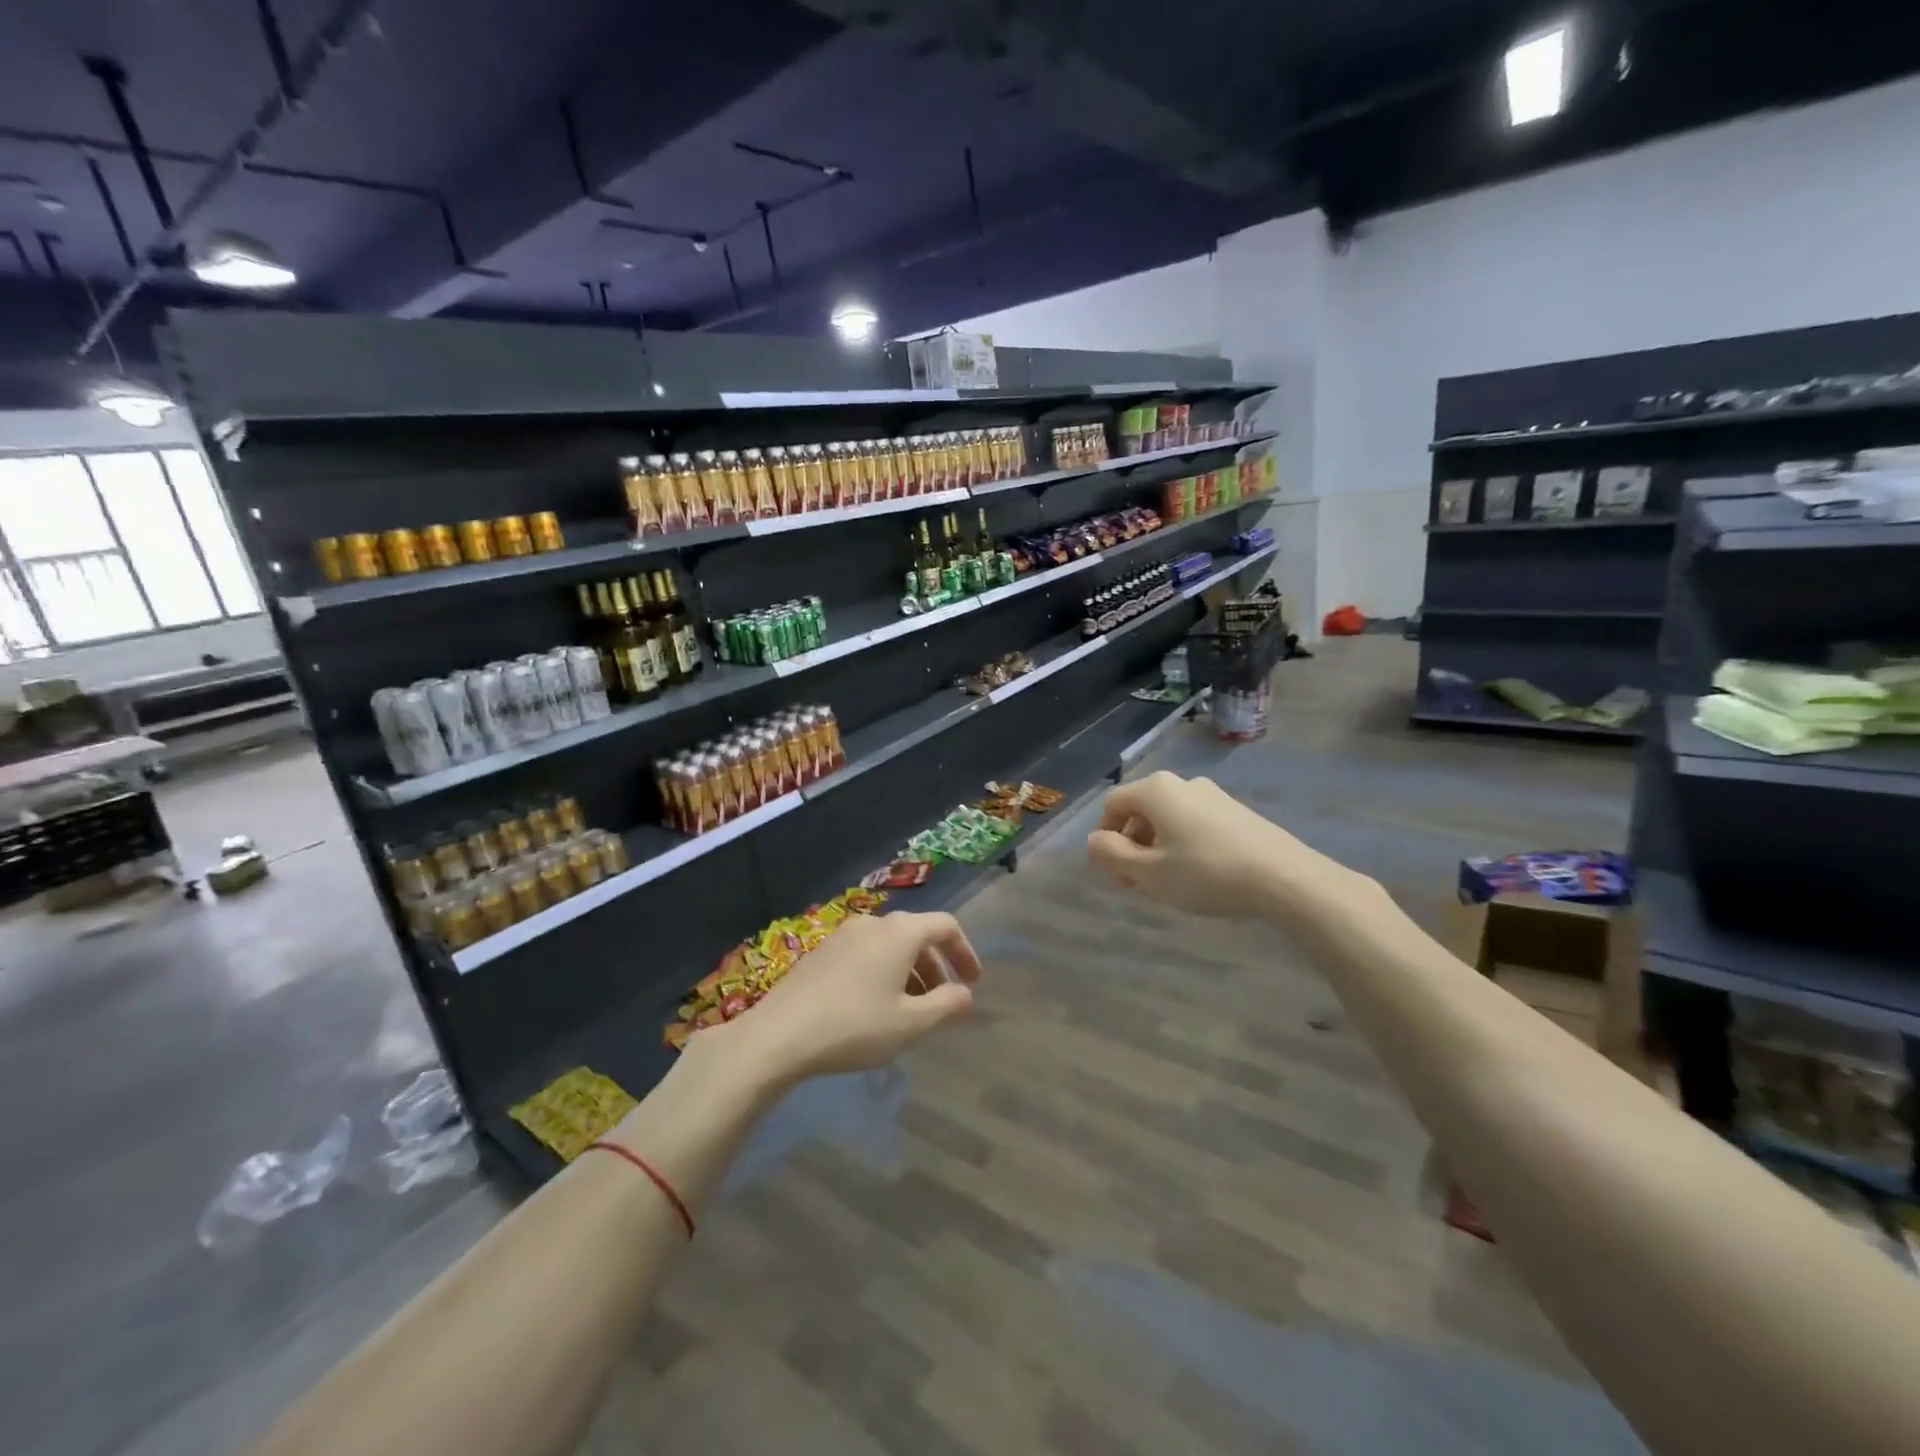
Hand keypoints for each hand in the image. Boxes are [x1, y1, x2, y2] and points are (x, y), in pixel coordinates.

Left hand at [702, 911, 979, 1085]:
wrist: (779, 1034)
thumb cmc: (855, 1026)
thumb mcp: (911, 1024)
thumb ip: (946, 1005)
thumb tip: (965, 994)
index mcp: (901, 932)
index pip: (946, 926)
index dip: (965, 951)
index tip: (972, 982)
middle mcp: (874, 923)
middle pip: (917, 934)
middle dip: (936, 966)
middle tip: (943, 1001)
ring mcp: (843, 935)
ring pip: (889, 945)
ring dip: (909, 971)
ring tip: (910, 1009)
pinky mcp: (821, 951)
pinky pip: (865, 953)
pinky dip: (883, 972)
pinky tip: (874, 1007)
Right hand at [1087, 770, 1372, 923]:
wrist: (1285, 878)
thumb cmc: (1206, 873)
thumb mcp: (1148, 873)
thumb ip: (1111, 855)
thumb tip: (1095, 840)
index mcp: (1156, 790)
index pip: (1113, 805)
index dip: (1105, 838)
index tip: (1117, 873)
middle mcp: (1183, 783)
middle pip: (1141, 810)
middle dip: (1132, 846)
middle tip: (1140, 884)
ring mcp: (1214, 795)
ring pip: (1169, 818)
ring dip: (1158, 848)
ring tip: (1170, 883)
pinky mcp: (1237, 812)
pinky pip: (1195, 823)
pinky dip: (1184, 845)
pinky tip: (1201, 875)